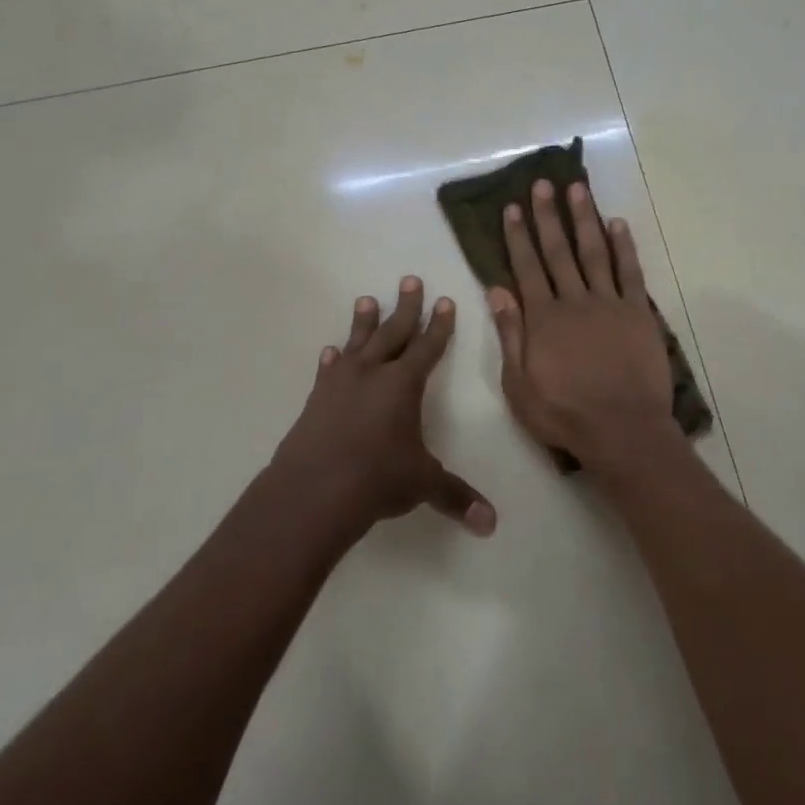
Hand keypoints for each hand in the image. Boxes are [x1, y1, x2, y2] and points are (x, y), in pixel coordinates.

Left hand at [270, 277, 496, 538]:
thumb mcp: (423, 484)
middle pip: (393, 332)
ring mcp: (340, 385)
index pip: (428, 347)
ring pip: (357, 344)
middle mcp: (373, 375)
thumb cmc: (377, 479)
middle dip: (406, 307)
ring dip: (364, 322)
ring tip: (366, 299)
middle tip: (410, 280)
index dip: (439, 325)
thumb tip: (491, 524)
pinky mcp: (316, 402)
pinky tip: (331, 352)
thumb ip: (457, 497)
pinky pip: (328, 372)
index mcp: (404, 385)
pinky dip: (332, 360)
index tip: (444, 301)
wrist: (312, 492)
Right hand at [489, 180, 675, 471]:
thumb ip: (510, 334)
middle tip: (542, 184)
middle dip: (548, 216)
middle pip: (559, 251)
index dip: (518, 236)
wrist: (622, 430)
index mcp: (543, 318)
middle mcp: (574, 301)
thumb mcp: (519, 384)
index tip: (512, 208)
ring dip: (584, 219)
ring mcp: (609, 304)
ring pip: (594, 252)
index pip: (527, 267)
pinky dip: (624, 246)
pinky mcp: (638, 313)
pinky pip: (630, 272)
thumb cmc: (564, 414)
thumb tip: (497, 290)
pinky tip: (618, 223)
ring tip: (577, 189)